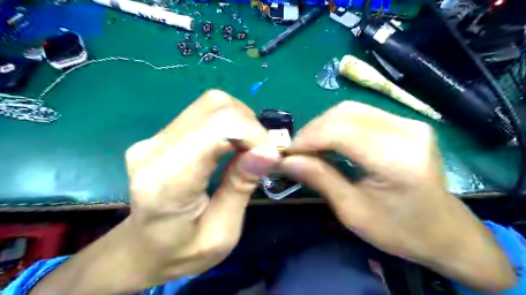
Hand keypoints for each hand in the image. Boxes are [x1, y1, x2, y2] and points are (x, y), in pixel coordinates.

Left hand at [124, 89, 279, 280]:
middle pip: (214, 106)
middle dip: (249, 124)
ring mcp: (155, 138)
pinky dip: (229, 123)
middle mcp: (155, 149)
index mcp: (167, 181)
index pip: (217, 127)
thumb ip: (241, 188)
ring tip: (249, 150)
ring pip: (211, 104)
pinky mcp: (161, 135)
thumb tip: (268, 151)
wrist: (141, 249)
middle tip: (261, 152)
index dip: (251, 133)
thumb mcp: (222, 233)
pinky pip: (204, 114)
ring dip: (241, 122)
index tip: (269, 156)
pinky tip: (234, 145)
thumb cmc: (181, 251)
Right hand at [281, 101, 516, 292]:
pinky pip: (361, 114)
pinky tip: (330, 142)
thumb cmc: (399, 230)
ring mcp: (409, 122)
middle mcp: (406, 130)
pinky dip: (338, 125)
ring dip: (323, 126)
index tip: (286, 154)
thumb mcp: (353, 211)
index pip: (338, 132)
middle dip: (312, 130)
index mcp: (396, 158)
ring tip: (310, 147)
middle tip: (296, 151)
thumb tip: (287, 161)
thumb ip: (320, 179)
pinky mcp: (406, 123)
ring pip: (350, 110)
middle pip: (343, 114)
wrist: (445, 232)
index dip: (306, 139)